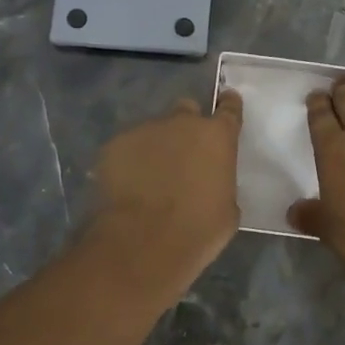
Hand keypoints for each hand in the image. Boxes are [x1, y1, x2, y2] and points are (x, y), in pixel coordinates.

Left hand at [87, 91, 243, 291]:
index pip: (229, 108)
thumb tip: (210, 181)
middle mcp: (182, 122)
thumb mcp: (227, 208)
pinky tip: (128, 186)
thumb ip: (220, 181)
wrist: (145, 241)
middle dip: (186, 126)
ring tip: (150, 177)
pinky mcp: (115, 144)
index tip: (226, 103)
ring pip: (154, 130)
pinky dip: (130, 160)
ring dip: (156, 146)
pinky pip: (127, 147)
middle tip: (183, 152)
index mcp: (217, 136)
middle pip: (187, 110)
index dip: (228, 106)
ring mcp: (146, 130)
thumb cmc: (198, 229)